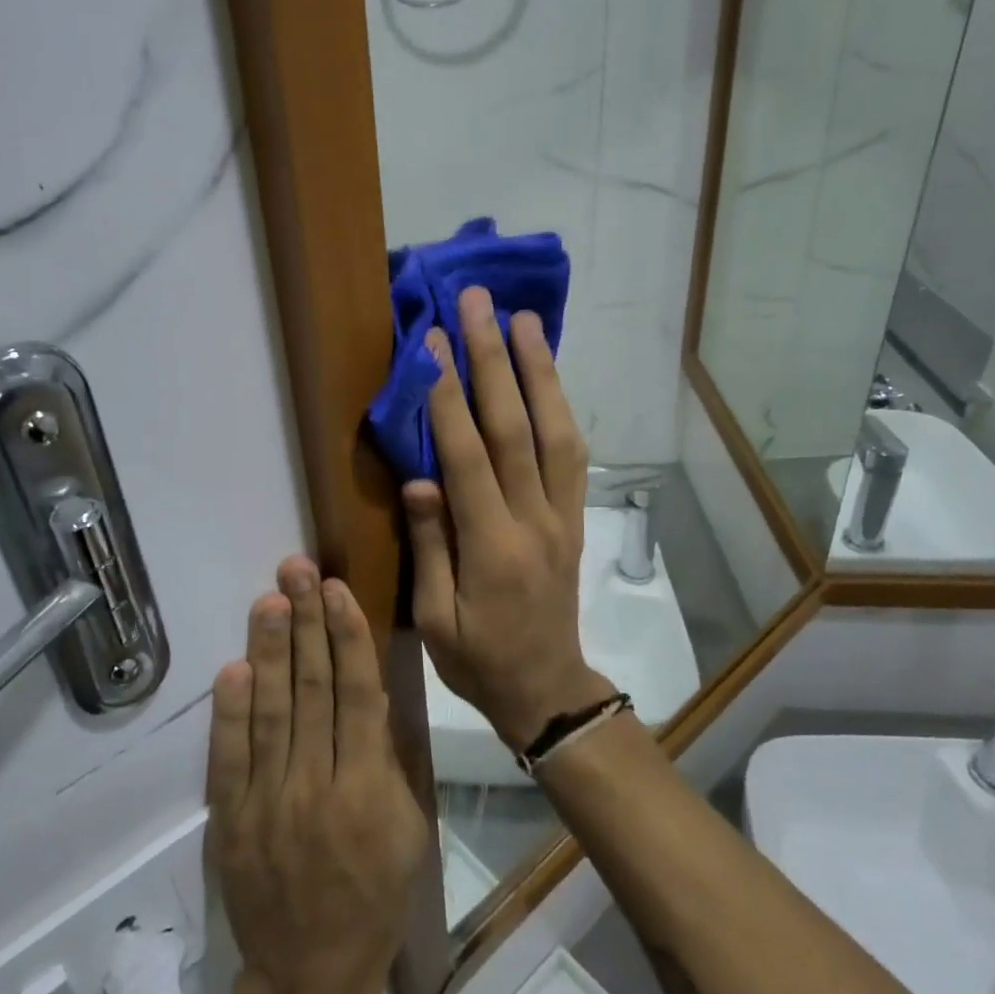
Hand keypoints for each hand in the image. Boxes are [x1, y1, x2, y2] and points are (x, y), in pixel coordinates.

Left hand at [206, 556, 428, 993]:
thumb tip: (368, 691)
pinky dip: (230, 711)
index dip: (348, 637)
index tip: (337, 590)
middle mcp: (316, 783)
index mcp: (367, 787)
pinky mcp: (231, 817)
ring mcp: (268, 800)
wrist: (311, 971)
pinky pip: (229, 756)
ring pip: (270, 710)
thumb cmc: (374, 894)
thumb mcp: (407, 826)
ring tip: (268, 599)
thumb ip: (387, 758)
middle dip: (305, 623)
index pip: (357, 694)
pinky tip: (232, 668)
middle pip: (311, 689)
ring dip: (268, 650)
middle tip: (297, 570)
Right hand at [402, 286, 614, 749]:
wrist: (547, 689)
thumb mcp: (435, 619)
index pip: (468, 456)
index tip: (433, 343)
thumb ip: (432, 544)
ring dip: (539, 371)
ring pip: (555, 431)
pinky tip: (548, 376)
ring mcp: (562, 515)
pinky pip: (572, 454)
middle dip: (494, 361)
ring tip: (524, 320)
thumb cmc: (479, 660)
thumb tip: (420, 478)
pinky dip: (561, 407)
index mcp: (493, 548)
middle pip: (516, 427)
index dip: (448, 397)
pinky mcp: (574, 517)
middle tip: (480, 304)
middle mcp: (534, 520)